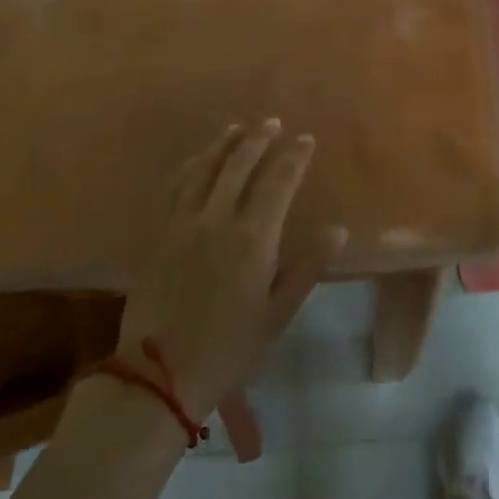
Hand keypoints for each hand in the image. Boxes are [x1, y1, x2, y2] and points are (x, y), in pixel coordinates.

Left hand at [118, 121, 344, 418]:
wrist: (159, 375)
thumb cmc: (230, 348)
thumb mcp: (278, 314)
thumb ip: (308, 267)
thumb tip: (339, 229)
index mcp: (253, 238)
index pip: (278, 182)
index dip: (294, 156)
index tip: (306, 139)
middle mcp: (217, 220)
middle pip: (239, 165)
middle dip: (259, 139)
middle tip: (273, 123)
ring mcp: (183, 224)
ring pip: (204, 170)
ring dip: (223, 144)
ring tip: (238, 128)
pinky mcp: (159, 235)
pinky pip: (175, 188)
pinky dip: (190, 166)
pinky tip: (196, 160)